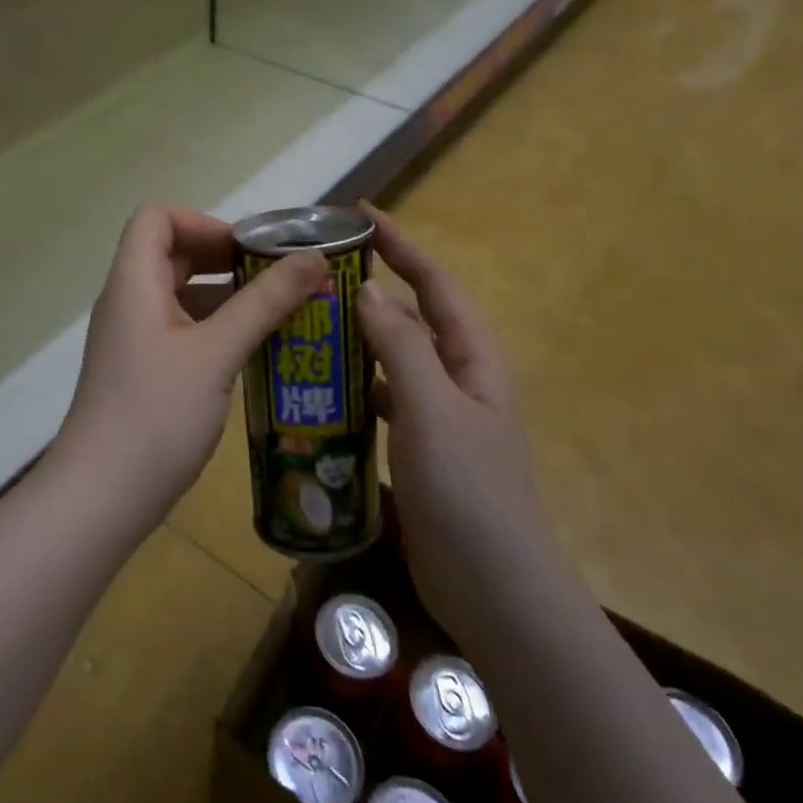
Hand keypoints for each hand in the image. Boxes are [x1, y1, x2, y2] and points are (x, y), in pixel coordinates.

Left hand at [51, 205, 327, 534]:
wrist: (103, 495)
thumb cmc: (156, 414)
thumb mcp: (216, 353)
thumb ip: (264, 302)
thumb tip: (313, 258)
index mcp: (134, 283)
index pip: (156, 218)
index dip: (203, 222)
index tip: (250, 250)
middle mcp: (130, 302)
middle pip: (174, 255)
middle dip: (229, 259)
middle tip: (280, 279)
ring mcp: (136, 340)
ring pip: (184, 296)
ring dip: (230, 298)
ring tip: (283, 314)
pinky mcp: (146, 372)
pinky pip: (185, 332)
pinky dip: (220, 331)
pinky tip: (259, 353)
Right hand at [354, 207, 551, 638]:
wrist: (494, 588)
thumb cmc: (468, 491)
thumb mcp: (432, 409)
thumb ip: (400, 346)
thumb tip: (367, 291)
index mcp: (473, 358)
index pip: (435, 283)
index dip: (401, 244)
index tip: (359, 214)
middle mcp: (459, 377)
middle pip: (413, 316)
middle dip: (372, 288)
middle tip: (316, 274)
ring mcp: (440, 414)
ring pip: (394, 358)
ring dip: (359, 338)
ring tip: (309, 323)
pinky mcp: (420, 446)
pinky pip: (384, 398)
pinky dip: (356, 385)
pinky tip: (321, 390)